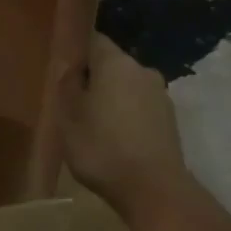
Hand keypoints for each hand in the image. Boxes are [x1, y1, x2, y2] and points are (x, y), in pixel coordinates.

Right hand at [59, 34, 190, 214]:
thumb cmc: (102, 148)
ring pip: (126, 87)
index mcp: (115, 63)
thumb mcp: (68, 117)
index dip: (75, 52)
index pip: (92, 40)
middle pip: (111, 64)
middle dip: (92, 78)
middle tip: (71, 102)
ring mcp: (160, 95)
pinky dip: (126, 116)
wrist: (154, 190)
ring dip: (110, 99)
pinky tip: (114, 140)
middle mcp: (142, 70)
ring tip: (92, 125)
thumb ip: (66, 84)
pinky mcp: (170, 120)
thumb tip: (68, 63)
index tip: (61, 70)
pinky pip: (140, 108)